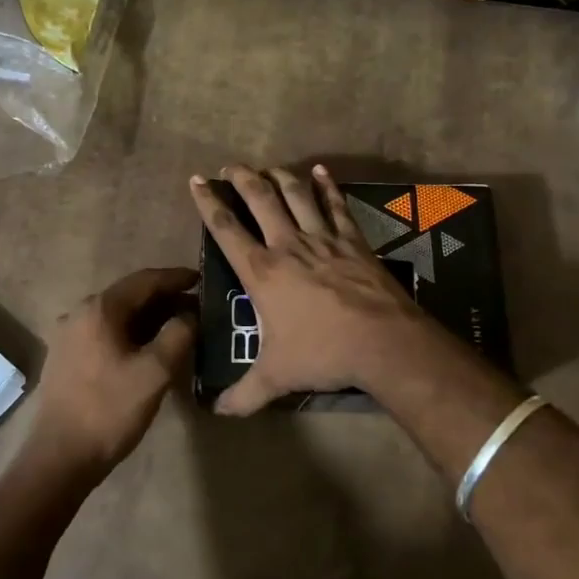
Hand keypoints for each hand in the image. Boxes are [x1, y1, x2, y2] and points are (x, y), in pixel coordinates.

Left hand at [28, 267, 197, 479]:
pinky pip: (105, 333)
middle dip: (165, 299)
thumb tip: (190, 315)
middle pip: (130, 296)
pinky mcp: (66, 357)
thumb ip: (178, 334)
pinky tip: (148, 348)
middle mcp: (80, 313)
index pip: (145, 280)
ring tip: (179, 327)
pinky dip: (131, 333)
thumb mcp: (155, 372)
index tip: (202, 279)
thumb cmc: (110, 410)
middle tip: (197, 307)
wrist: (60, 457)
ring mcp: (69, 335)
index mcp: (100, 309)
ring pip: (118, 316)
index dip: (176, 278)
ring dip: (149, 318)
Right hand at [190, 164, 441, 415]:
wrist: (382, 341)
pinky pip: (336, 205)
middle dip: (241, 178)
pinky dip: (327, 186)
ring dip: (279, 176)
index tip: (196, 180)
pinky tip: (321, 171)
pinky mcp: (353, 240)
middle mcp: (288, 245)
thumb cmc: (322, 354)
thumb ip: (244, 393)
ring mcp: (323, 238)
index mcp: (262, 272)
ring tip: (268, 167)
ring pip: (296, 195)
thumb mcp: (277, 377)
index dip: (208, 202)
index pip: (226, 230)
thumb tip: (217, 412)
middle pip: (260, 199)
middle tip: (229, 166)